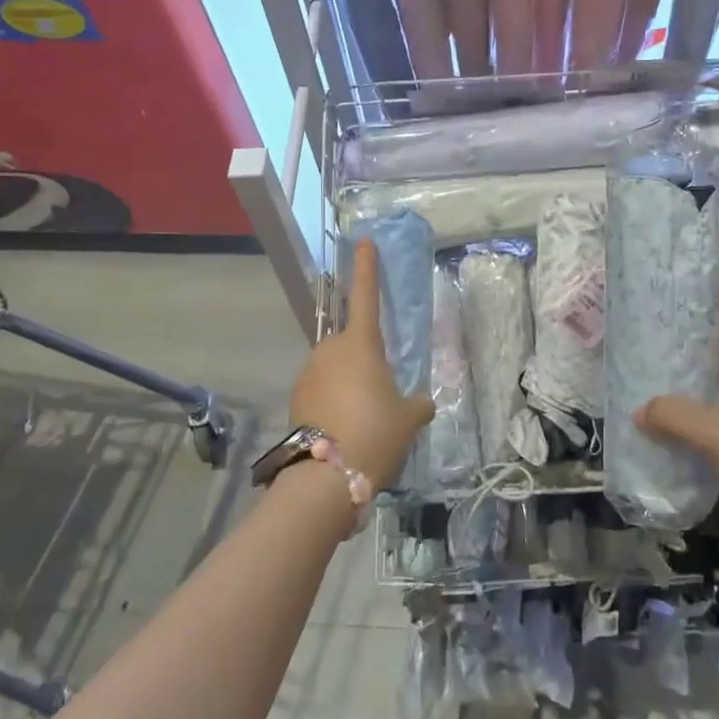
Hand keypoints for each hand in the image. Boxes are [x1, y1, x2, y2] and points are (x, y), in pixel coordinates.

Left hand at [288, 238, 432, 490]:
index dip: (366, 267)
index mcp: (361, 343)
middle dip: (365, 360)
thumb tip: (422, 403)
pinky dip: (333, 402)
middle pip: (351, 343)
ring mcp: (309, 373)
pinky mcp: (296, 398)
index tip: (364, 241)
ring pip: (335, 369)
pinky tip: (345, 429)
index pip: (366, 294)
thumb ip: (417, 404)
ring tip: (364, 419)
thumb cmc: (375, 432)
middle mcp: (330, 349)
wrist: (327, 476)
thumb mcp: (408, 419)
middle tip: (381, 393)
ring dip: (348, 383)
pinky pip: (321, 390)